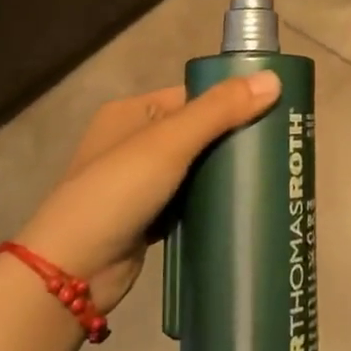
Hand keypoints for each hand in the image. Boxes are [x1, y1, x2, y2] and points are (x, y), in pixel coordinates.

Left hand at [16, 71, 280, 309]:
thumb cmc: (116, 192)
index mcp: (133, 112)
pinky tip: (244, 204)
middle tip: (280, 147)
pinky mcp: (149, 218)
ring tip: (272, 174)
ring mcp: (140, 183)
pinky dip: (212, 202)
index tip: (276, 110)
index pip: (194, 95)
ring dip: (226, 172)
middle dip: (235, 138)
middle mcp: (135, 142)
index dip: (232, 99)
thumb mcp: (170, 142)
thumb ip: (220, 110)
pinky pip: (190, 200)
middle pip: (198, 131)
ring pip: (197, 168)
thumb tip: (274, 78)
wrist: (70, 272)